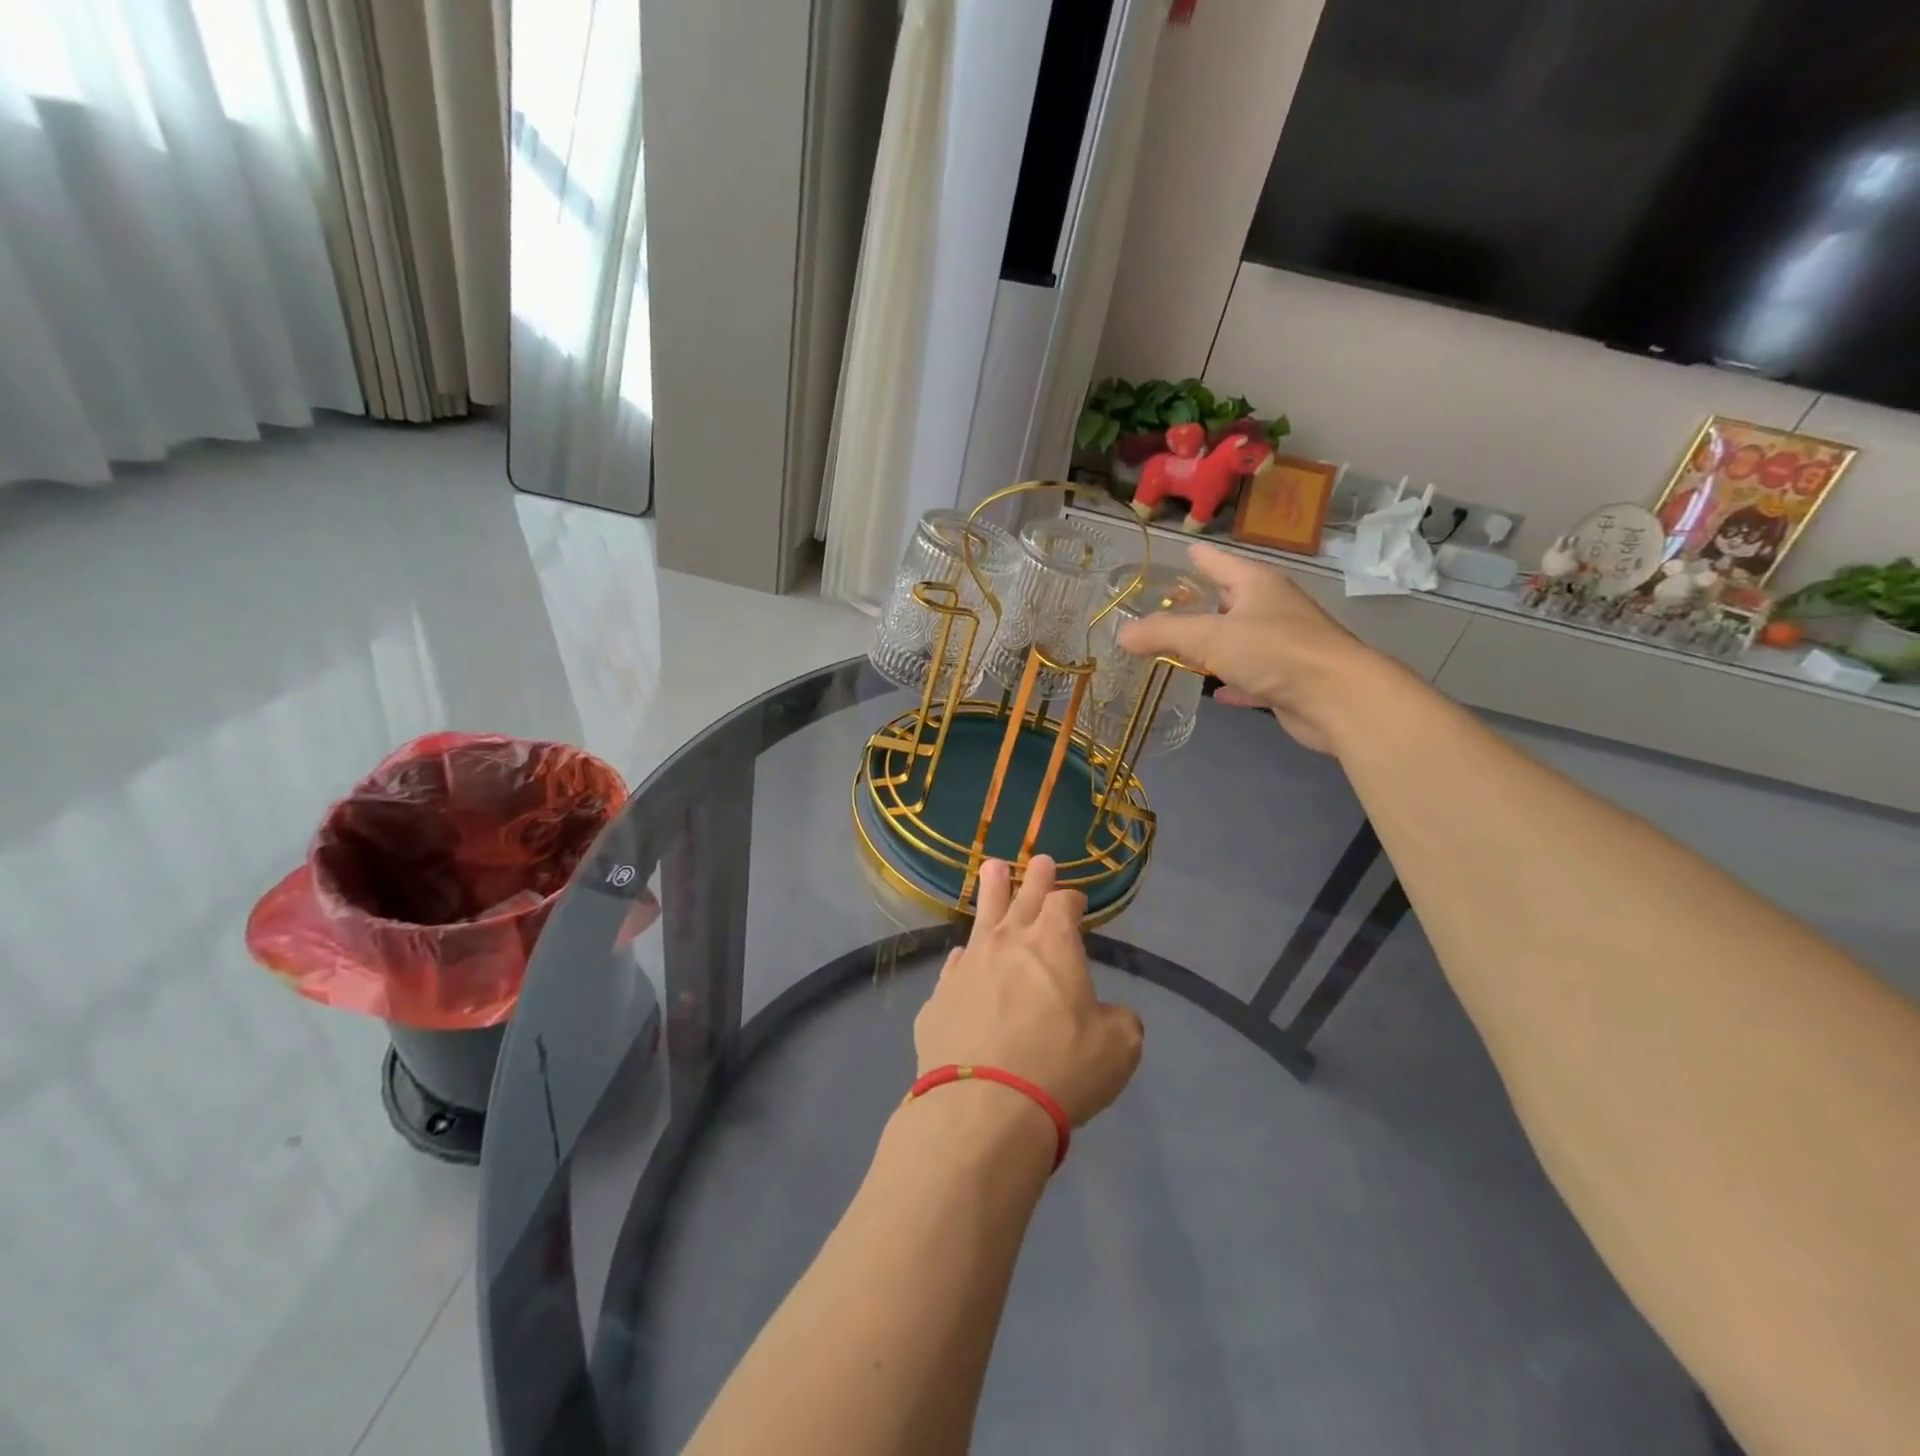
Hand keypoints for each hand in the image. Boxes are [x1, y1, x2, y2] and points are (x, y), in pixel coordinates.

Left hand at [914, 856, 1143, 1127]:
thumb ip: (1119, 1020)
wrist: (983, 1108)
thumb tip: (1109, 1014)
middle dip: (1034, 878)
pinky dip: (964, 958)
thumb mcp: (1117, 1047)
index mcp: (1052, 943)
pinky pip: (955, 966)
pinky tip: (962, 956)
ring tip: (991, 868)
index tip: (1076, 900)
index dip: (1072, 899)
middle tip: (1039, 859)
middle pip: (1022, 898)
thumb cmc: (1060, 1068)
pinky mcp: (939, 998)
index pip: (1063, 905)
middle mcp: (1006, 943)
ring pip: (981, 919)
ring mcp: (967, 967)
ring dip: (990, 893)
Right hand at [1116, 542, 1382, 752]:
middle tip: (1166, 609)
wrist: (1337, 698)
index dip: (1198, 557)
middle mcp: (1272, 609)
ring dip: (1214, 646)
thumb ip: (1164, 633)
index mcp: (1256, 585)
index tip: (1183, 551)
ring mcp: (1283, 645)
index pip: (1220, 562)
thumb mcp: (1209, 637)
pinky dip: (1231, 682)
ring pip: (1239, 640)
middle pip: (1229, 601)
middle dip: (1201, 604)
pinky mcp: (1287, 680)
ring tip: (1181, 650)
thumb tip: (1122, 633)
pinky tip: (1215, 692)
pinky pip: (1250, 677)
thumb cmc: (1274, 651)